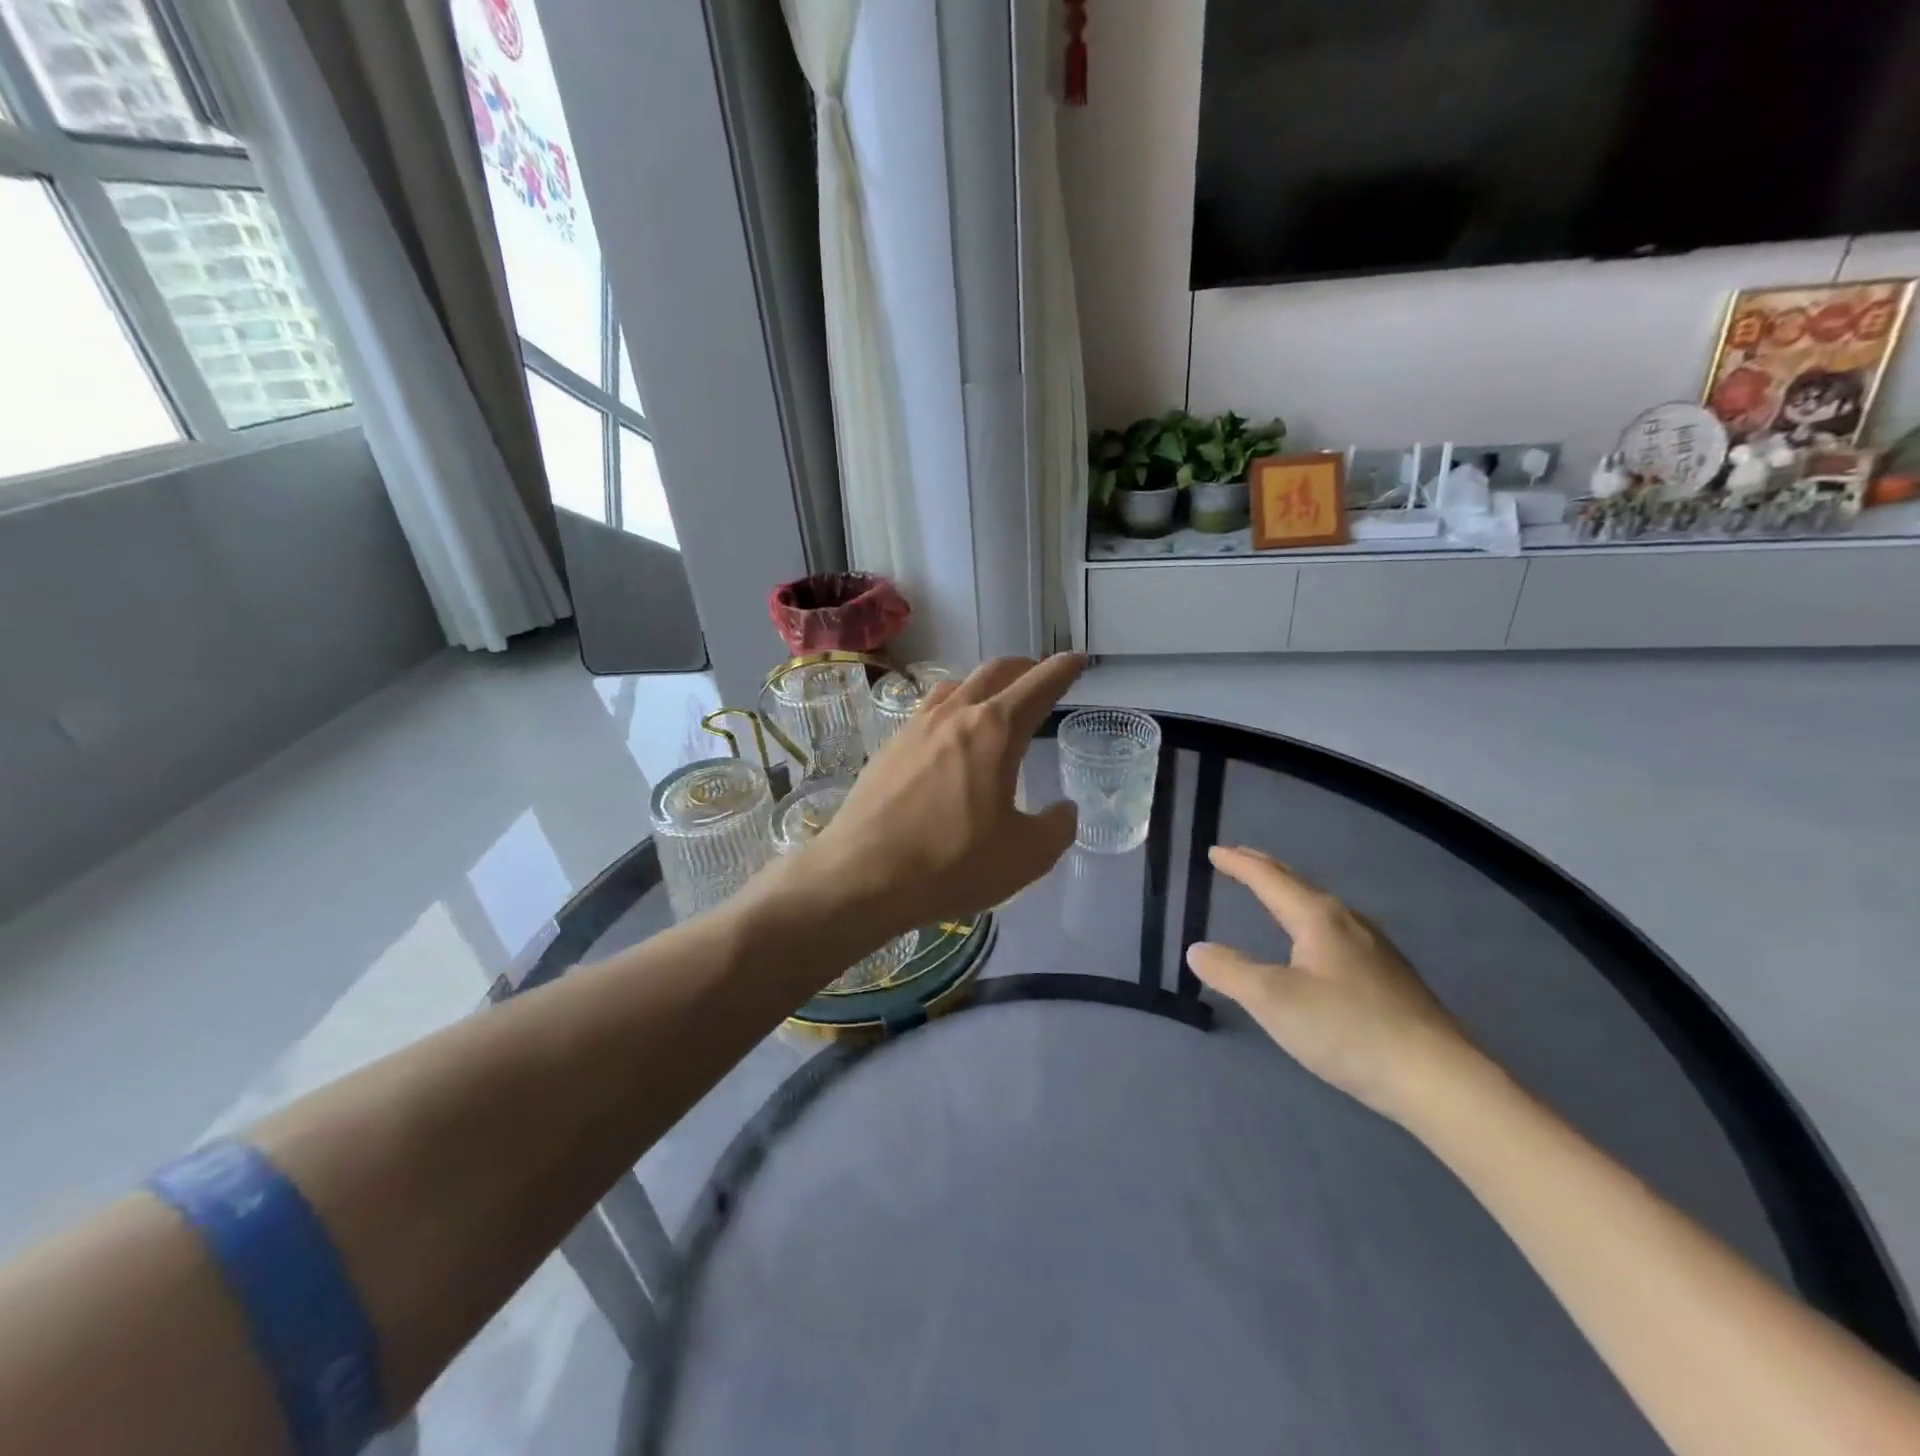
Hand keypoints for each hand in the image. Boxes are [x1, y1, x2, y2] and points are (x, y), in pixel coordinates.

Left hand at [784, 655, 1084, 941]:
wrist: (862, 875)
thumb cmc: (952, 862)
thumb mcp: (1025, 855)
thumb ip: (1056, 827)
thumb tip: (1063, 810)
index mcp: (995, 731)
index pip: (1038, 686)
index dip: (1063, 670)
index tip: (1077, 660)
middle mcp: (954, 716)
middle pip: (994, 673)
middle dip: (1023, 669)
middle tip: (1038, 676)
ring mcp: (915, 728)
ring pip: (956, 687)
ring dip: (983, 684)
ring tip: (993, 700)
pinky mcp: (888, 747)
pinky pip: (927, 711)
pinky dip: (951, 708)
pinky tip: (947, 735)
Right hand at [1186, 847, 1474, 1120]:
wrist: (1437, 1078)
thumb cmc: (1346, 1029)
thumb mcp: (1273, 1000)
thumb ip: (1230, 971)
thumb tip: (1197, 949)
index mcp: (1317, 918)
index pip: (1269, 879)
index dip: (1239, 864)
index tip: (1213, 852)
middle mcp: (1348, 922)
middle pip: (1298, 885)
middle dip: (1265, 869)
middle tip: (1239, 858)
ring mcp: (1376, 949)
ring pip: (1321, 907)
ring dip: (1290, 894)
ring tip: (1274, 894)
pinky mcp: (1391, 977)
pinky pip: (1337, 931)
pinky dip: (1310, 920)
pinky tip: (1317, 944)